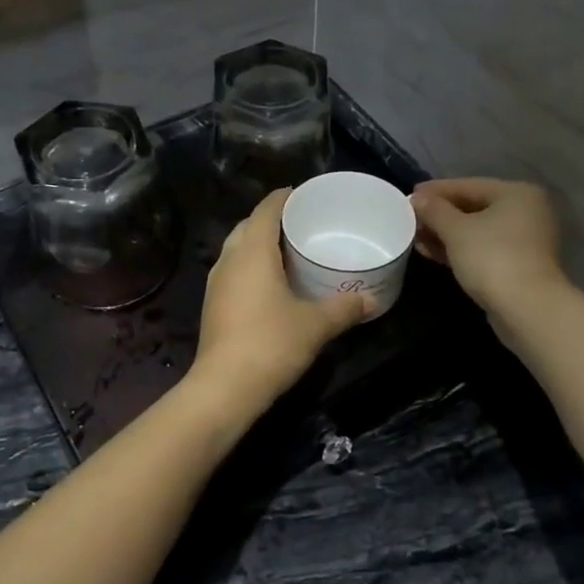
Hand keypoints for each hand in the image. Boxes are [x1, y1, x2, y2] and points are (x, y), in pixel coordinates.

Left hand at [190, 189, 370, 409]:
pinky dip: (251, 267)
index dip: (284, 197)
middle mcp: (229, 259)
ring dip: (259, 244)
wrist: (225, 387)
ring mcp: (216, 283)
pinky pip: (233, 271)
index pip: (266, 209)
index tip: (304, 195)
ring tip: (289, 251)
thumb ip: (344, 307)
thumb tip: (371, 300)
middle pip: (249, 226)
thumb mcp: (316, 324)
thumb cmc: (272, 344)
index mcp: (252, 251)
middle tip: (302, 224)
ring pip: (237, 249)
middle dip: (272, 220)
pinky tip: (271, 284)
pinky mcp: (213, 305)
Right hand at [410, 178, 569, 325]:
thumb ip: (434, 210)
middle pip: (474, 207)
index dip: (436, 190)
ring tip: (416, 237)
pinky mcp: (518, 265)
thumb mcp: (456, 230)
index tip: (410, 194)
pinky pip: (482, 249)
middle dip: (440, 214)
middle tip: (410, 218)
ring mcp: (524, 240)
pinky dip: (459, 249)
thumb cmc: (492, 257)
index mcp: (516, 193)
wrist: (527, 308)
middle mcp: (525, 211)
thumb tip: (417, 198)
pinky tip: (432, 253)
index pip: (468, 185)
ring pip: (477, 231)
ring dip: (446, 234)